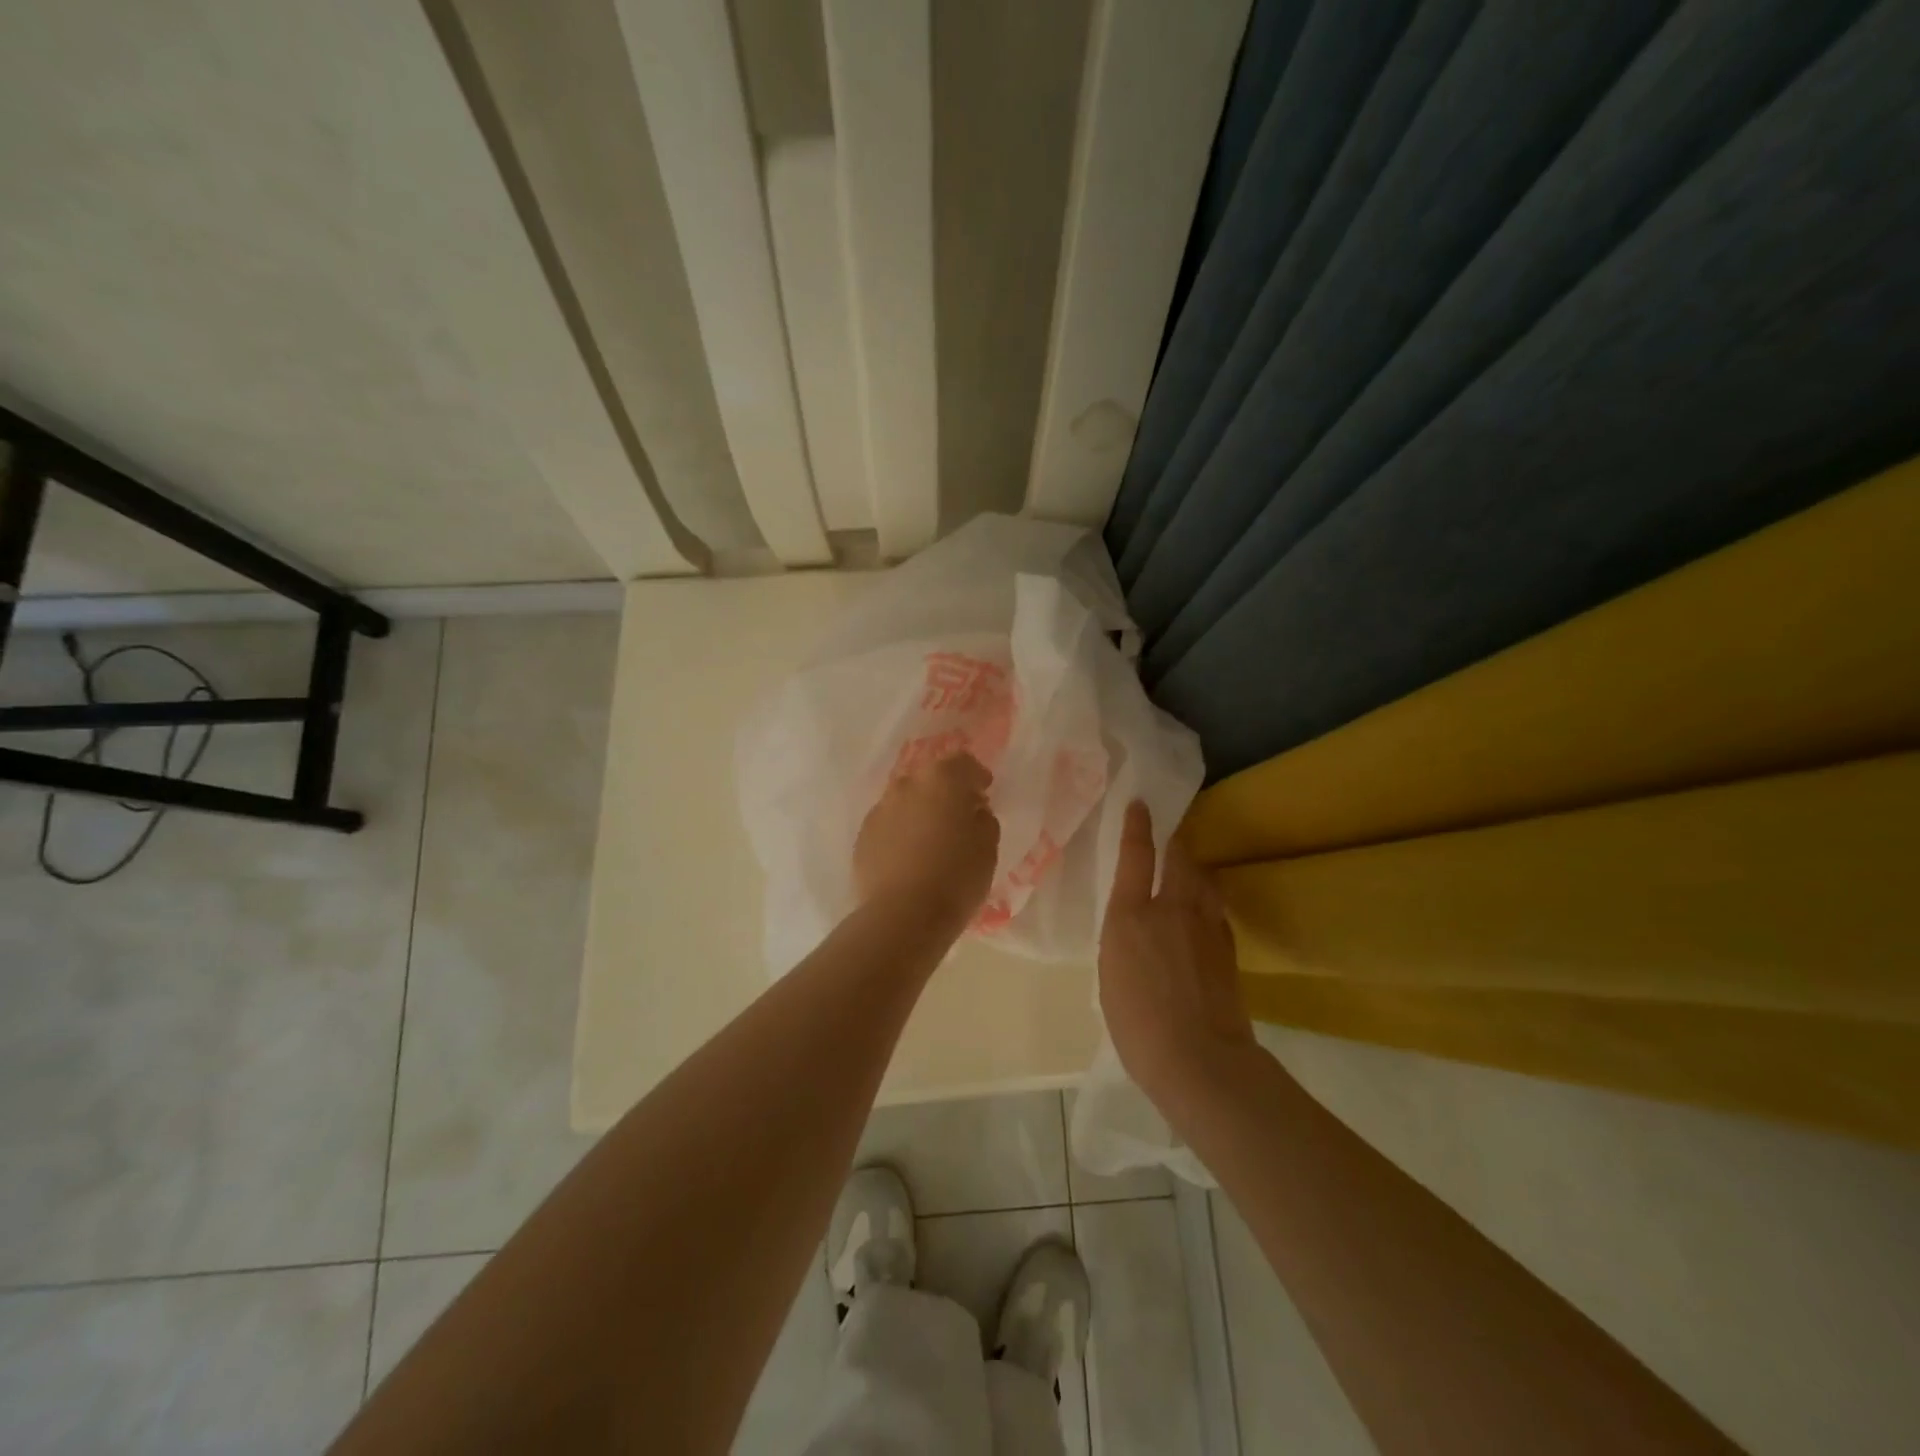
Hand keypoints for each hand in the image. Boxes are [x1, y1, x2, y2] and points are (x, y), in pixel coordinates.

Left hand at [854, 753, 999, 926]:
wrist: (903, 915)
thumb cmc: (956, 877)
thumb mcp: (988, 846)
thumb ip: (983, 819)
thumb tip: (973, 809)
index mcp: (942, 779)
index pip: (963, 762)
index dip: (976, 776)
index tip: (984, 792)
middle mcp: (907, 784)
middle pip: (930, 777)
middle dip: (946, 791)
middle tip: (959, 815)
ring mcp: (881, 808)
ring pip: (906, 799)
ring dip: (921, 810)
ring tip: (932, 837)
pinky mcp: (864, 834)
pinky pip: (889, 823)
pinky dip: (901, 831)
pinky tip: (910, 856)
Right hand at [1099, 801, 1254, 1105]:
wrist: (1199, 1058)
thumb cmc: (1137, 1024)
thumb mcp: (1111, 974)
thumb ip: (1122, 940)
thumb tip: (1134, 927)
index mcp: (1131, 915)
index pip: (1136, 856)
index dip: (1138, 826)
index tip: (1141, 804)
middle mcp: (1171, 908)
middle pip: (1179, 858)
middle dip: (1174, 842)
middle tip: (1169, 836)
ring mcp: (1206, 925)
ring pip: (1204, 880)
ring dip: (1194, 870)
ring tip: (1188, 871)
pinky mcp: (1228, 946)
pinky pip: (1216, 909)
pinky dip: (1207, 902)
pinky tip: (1202, 914)